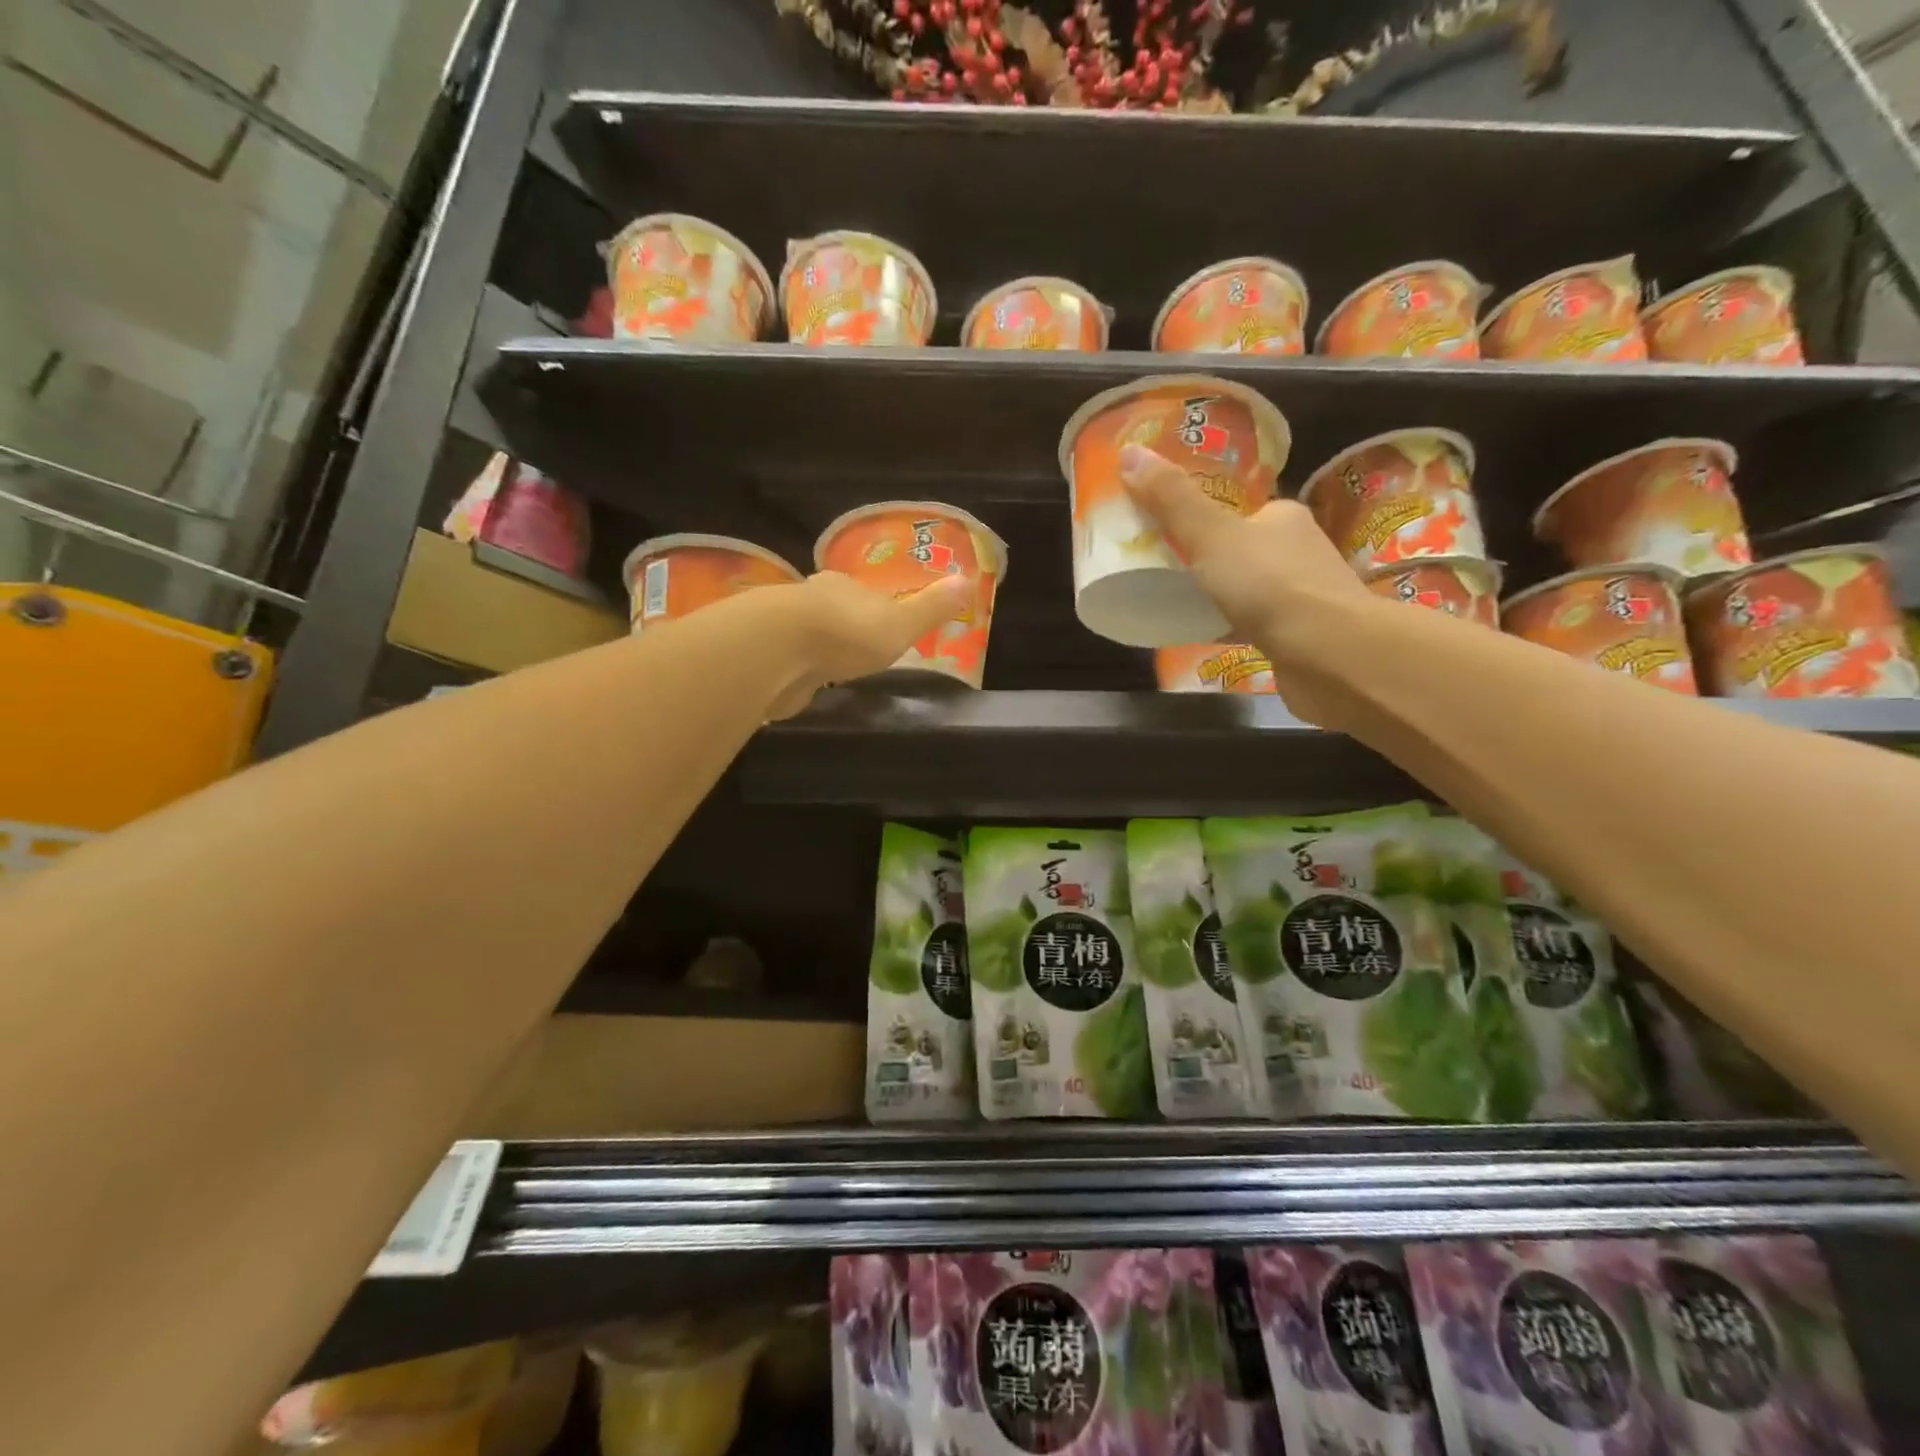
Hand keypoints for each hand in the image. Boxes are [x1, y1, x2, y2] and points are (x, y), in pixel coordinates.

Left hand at [772, 570, 972, 718]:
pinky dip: (797, 670)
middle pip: (831, 610)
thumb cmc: (847, 633)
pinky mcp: (765, 659)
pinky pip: (787, 662)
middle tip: (856, 646)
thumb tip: (969, 581)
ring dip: (817, 647)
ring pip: (806, 634)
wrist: (779, 651)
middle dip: (842, 625)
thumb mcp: (901, 623)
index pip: (861, 592)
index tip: (880, 622)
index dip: (872, 606)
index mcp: (845, 587)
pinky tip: (803, 682)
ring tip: (832, 666)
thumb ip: (931, 608)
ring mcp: (783, 629)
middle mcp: (811, 600)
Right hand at [1118, 442, 1377, 721]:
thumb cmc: (1270, 585)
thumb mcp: (1210, 536)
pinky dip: (1232, 627)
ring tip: (1177, 605)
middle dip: (1208, 559)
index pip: (1241, 509)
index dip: (1204, 517)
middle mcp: (1299, 551)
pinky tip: (1207, 636)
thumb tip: (1128, 452)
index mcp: (1283, 517)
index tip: (1167, 533)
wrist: (1330, 655)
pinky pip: (1256, 624)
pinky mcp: (1300, 637)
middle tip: (1163, 572)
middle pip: (1243, 548)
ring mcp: (1303, 596)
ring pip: (1251, 588)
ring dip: (1221, 594)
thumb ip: (1172, 500)